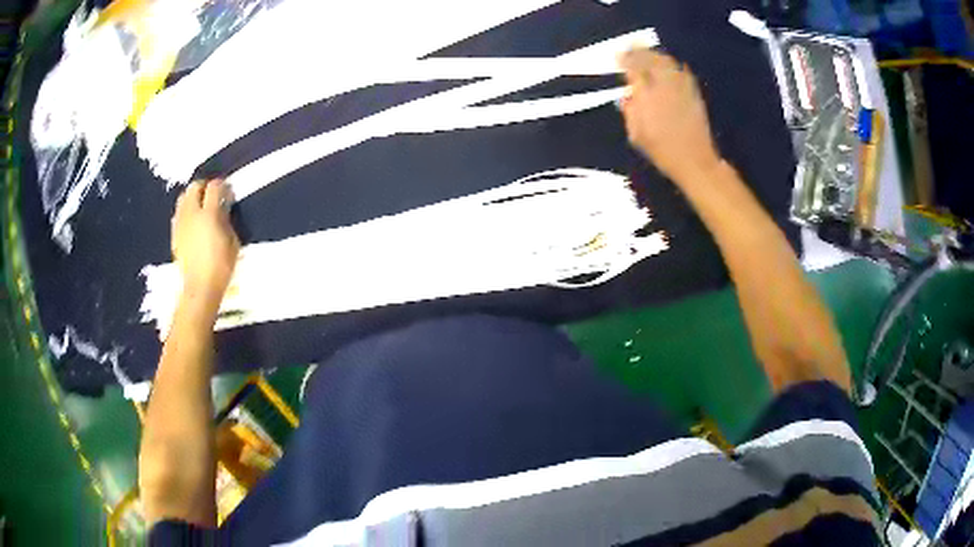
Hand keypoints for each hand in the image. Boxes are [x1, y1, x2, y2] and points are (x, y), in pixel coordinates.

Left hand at [171, 180, 239, 305]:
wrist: (200, 288)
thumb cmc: (221, 267)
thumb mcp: (232, 242)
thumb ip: (226, 220)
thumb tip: (223, 209)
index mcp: (209, 215)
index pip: (214, 187)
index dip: (222, 185)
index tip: (228, 191)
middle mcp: (192, 214)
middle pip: (194, 187)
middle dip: (204, 186)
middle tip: (213, 193)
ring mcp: (181, 224)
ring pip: (183, 198)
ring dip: (193, 197)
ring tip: (201, 206)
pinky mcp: (175, 234)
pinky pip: (179, 213)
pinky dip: (186, 211)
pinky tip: (192, 221)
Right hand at [618, 49, 722, 182]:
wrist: (695, 160)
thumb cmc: (662, 151)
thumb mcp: (636, 134)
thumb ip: (630, 111)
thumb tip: (627, 96)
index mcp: (647, 95)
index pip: (634, 68)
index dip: (625, 59)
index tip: (618, 56)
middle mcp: (664, 86)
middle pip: (651, 59)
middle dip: (639, 51)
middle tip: (631, 48)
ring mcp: (681, 87)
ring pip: (667, 61)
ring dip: (655, 54)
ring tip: (648, 53)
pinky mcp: (693, 92)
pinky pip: (682, 71)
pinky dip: (673, 64)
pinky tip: (670, 65)